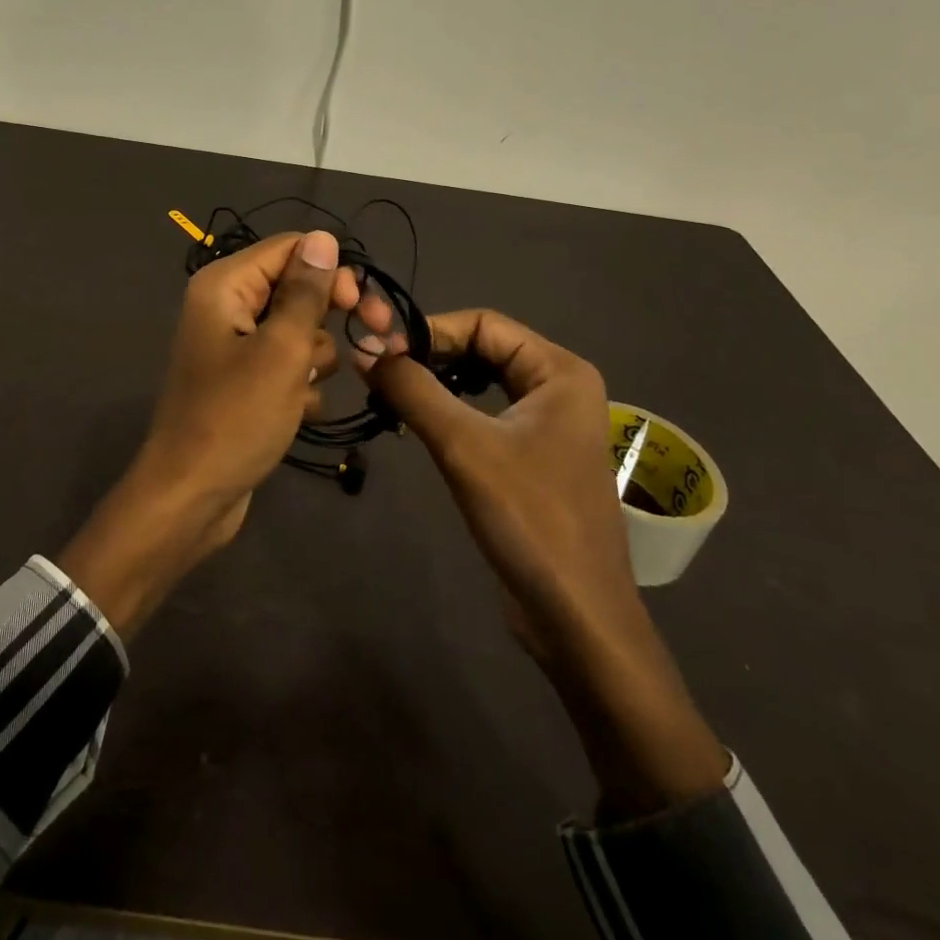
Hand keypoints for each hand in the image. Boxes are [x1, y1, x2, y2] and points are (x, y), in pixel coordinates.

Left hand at [58, 231, 358, 640]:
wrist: (192, 496)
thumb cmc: (236, 417)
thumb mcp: (281, 350)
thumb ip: (306, 292)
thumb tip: (323, 236)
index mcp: (225, 285)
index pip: (292, 248)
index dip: (332, 271)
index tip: (362, 307)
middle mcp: (226, 306)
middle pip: (297, 288)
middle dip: (328, 319)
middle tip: (370, 341)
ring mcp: (235, 346)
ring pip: (299, 331)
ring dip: (313, 360)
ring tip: (300, 392)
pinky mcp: (244, 381)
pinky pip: (287, 366)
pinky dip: (299, 386)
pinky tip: (295, 413)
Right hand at [359, 308, 726, 815]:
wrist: (576, 616)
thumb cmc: (528, 518)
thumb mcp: (463, 446)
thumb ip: (412, 389)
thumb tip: (362, 349)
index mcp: (559, 371)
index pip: (482, 323)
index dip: (428, 330)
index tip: (378, 350)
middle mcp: (560, 386)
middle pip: (483, 347)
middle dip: (430, 356)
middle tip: (378, 372)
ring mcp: (549, 423)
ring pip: (481, 381)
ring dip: (436, 383)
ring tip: (390, 395)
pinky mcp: (535, 455)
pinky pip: (486, 413)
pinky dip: (450, 411)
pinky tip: (418, 424)